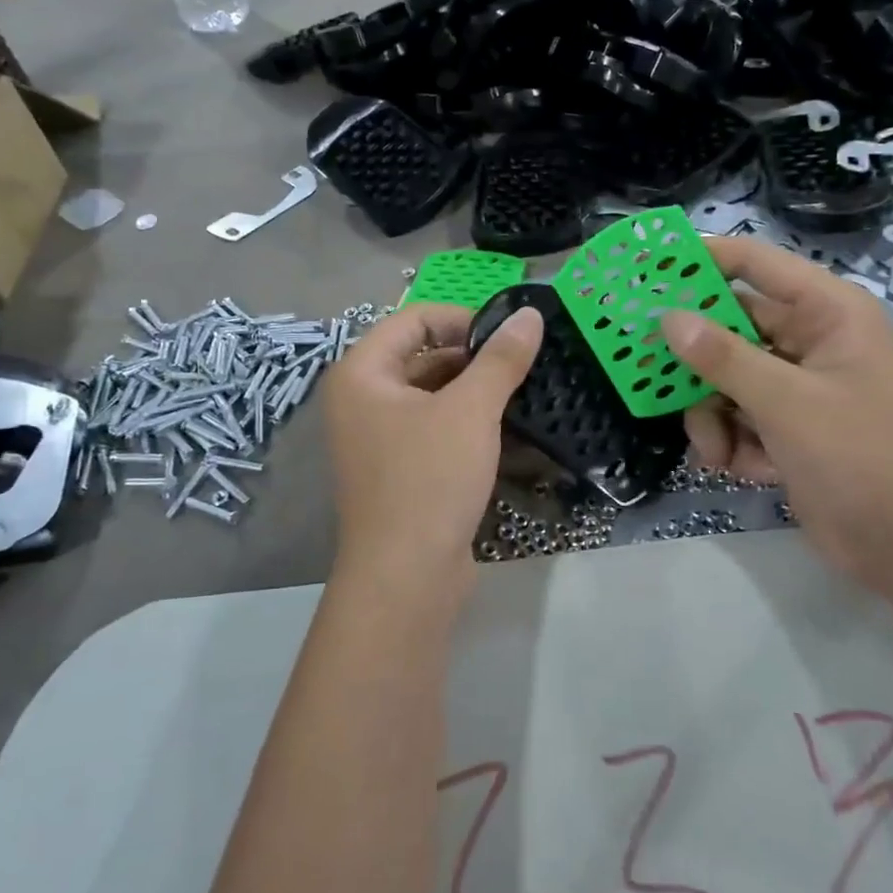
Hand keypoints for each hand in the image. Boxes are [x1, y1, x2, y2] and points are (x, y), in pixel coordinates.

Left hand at [325, 302, 542, 602]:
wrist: (406, 578)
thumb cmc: (429, 479)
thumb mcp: (470, 411)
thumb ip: (501, 359)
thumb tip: (530, 315)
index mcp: (362, 374)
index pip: (413, 320)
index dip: (462, 319)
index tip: (509, 335)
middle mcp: (363, 401)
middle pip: (423, 357)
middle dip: (474, 359)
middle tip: (524, 364)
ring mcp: (379, 440)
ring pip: (434, 397)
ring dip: (477, 393)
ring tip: (525, 393)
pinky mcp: (400, 472)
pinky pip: (436, 431)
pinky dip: (470, 426)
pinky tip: (511, 432)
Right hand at [660, 237, 892, 588]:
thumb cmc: (859, 456)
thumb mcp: (786, 402)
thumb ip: (723, 358)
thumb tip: (667, 318)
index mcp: (826, 312)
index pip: (754, 264)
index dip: (701, 260)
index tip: (646, 266)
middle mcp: (809, 340)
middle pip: (729, 327)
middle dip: (696, 360)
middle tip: (644, 368)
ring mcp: (795, 385)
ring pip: (724, 378)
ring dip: (711, 416)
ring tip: (714, 450)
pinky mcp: (785, 426)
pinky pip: (735, 416)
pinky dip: (731, 442)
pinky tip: (742, 469)